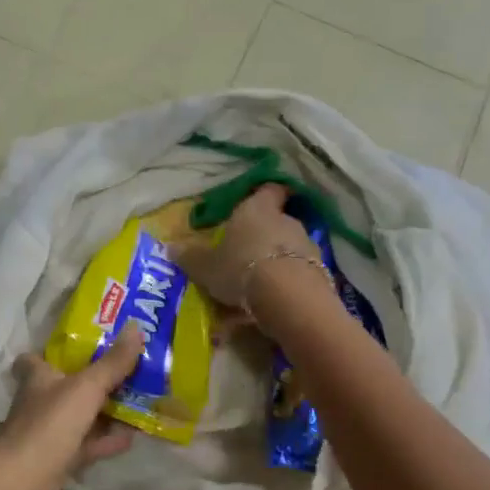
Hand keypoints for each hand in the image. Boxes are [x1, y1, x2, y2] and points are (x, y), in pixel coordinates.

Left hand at [0, 328, 142, 489]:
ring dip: (104, 414)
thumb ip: (112, 363)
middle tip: (126, 372)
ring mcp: (46, 435)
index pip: (34, 359)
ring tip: (138, 403)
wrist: (22, 485)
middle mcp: (38, 404)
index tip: (80, 346)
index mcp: (37, 379)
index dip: (51, 352)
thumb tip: (136, 327)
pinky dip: (106, 442)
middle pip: (64, 388)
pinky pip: (85, 446)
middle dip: (91, 382)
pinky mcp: (56, 462)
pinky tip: (130, 438)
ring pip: (78, 418)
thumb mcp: (86, 388)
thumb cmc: (49, 426)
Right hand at [171, 184, 321, 314]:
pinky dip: (289, 280)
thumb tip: (170, 246)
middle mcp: (286, 220)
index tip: (260, 201)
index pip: (268, 190)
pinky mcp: (320, 270)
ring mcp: (307, 245)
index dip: (265, 194)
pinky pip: (300, 270)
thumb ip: (191, 256)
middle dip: (265, 235)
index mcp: (257, 209)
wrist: (287, 295)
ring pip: (290, 247)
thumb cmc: (240, 268)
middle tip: (248, 253)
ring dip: (278, 259)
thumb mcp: (206, 266)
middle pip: (278, 220)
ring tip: (261, 283)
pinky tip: (276, 299)